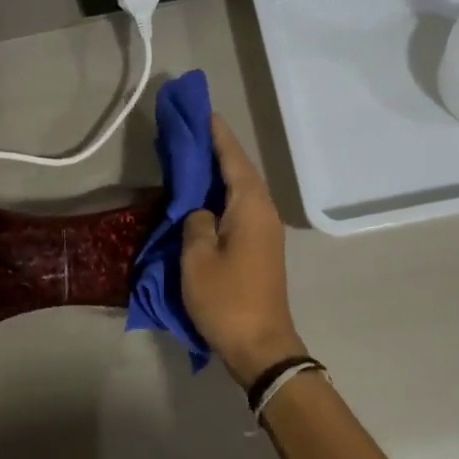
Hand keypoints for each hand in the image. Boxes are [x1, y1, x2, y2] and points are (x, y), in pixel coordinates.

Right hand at [180, 116, 309, 387]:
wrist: (261, 345)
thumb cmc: (227, 299)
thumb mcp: (197, 259)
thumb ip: (196, 223)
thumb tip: (200, 211)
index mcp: (251, 207)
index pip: (233, 160)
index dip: (218, 136)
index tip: (203, 112)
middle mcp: (264, 212)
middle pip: (241, 172)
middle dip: (218, 151)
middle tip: (192, 132)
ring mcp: (266, 231)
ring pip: (242, 191)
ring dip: (221, 173)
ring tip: (195, 158)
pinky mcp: (261, 248)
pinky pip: (241, 209)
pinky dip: (223, 196)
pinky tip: (205, 197)